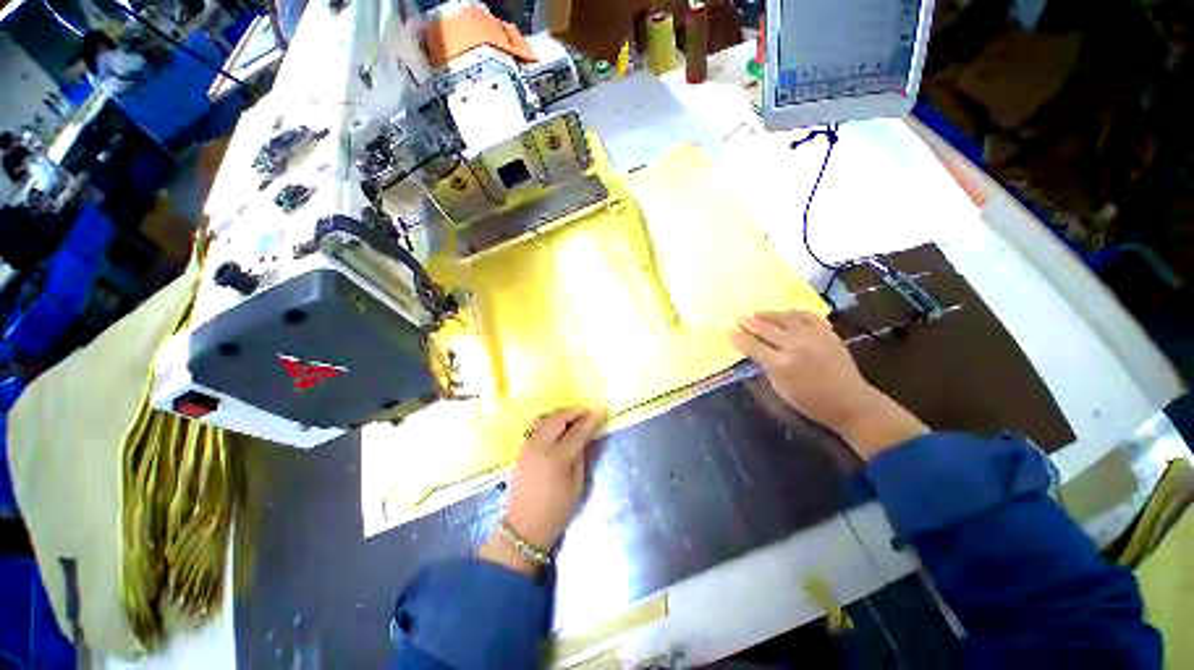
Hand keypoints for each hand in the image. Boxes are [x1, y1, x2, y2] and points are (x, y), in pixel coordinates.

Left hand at [480, 408, 605, 573]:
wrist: (523, 528)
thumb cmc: (556, 511)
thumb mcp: (577, 485)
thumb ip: (581, 456)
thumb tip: (586, 436)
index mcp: (556, 458)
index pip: (577, 431)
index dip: (591, 419)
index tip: (601, 411)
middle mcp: (539, 446)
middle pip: (558, 417)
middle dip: (574, 411)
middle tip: (587, 413)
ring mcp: (528, 446)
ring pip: (544, 418)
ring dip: (561, 414)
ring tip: (573, 419)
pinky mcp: (521, 449)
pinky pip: (537, 426)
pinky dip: (550, 421)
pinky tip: (558, 428)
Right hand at [730, 310, 927, 458]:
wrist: (849, 401)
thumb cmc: (809, 401)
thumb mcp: (780, 389)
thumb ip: (765, 367)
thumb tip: (754, 351)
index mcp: (781, 364)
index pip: (752, 346)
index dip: (739, 339)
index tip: (730, 333)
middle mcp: (795, 346)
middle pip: (765, 328)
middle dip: (749, 323)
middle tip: (740, 320)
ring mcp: (813, 336)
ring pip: (784, 317)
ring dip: (768, 314)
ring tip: (758, 313)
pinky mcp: (827, 332)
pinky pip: (806, 315)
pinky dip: (793, 312)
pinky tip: (785, 314)